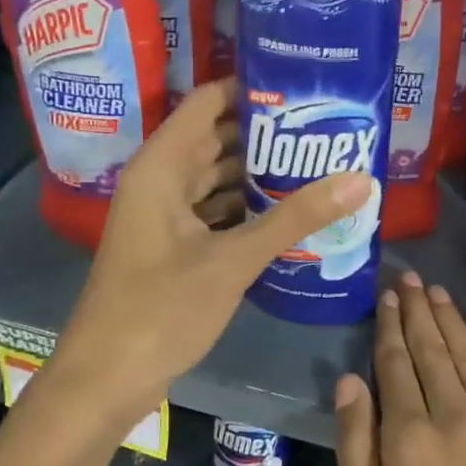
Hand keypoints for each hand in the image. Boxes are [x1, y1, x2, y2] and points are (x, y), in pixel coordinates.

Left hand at [44, 79, 374, 423]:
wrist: (105, 380)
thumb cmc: (160, 310)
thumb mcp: (233, 260)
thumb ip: (295, 217)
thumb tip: (359, 179)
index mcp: (161, 167)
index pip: (208, 103)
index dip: (251, 87)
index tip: (304, 85)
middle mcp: (160, 181)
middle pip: (217, 138)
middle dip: (267, 132)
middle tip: (325, 125)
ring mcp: (164, 216)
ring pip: (217, 178)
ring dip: (260, 173)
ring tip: (318, 163)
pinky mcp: (173, 247)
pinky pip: (215, 211)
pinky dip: (248, 208)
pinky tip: (289, 212)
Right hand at [333, 274, 465, 465]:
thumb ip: (356, 453)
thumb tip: (350, 381)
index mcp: (410, 442)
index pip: (395, 366)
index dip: (389, 328)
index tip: (386, 297)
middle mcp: (459, 418)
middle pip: (433, 350)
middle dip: (418, 311)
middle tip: (409, 278)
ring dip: (452, 322)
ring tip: (437, 293)